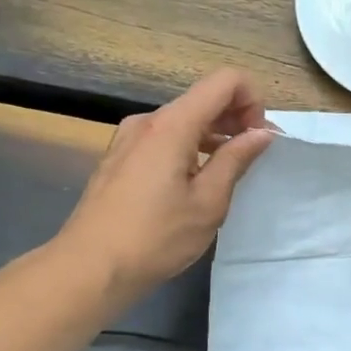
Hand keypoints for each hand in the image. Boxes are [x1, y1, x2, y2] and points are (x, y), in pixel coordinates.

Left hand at [48, 69, 274, 305]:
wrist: (89, 269)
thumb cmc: (156, 237)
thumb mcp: (209, 201)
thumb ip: (236, 159)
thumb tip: (261, 132)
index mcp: (172, 125)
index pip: (225, 81)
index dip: (252, 99)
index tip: (259, 138)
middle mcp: (148, 121)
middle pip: (204, 98)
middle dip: (236, 118)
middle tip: (254, 156)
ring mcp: (129, 139)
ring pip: (184, 120)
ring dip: (214, 135)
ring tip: (228, 172)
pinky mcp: (120, 158)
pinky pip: (165, 138)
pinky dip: (190, 147)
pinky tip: (195, 182)